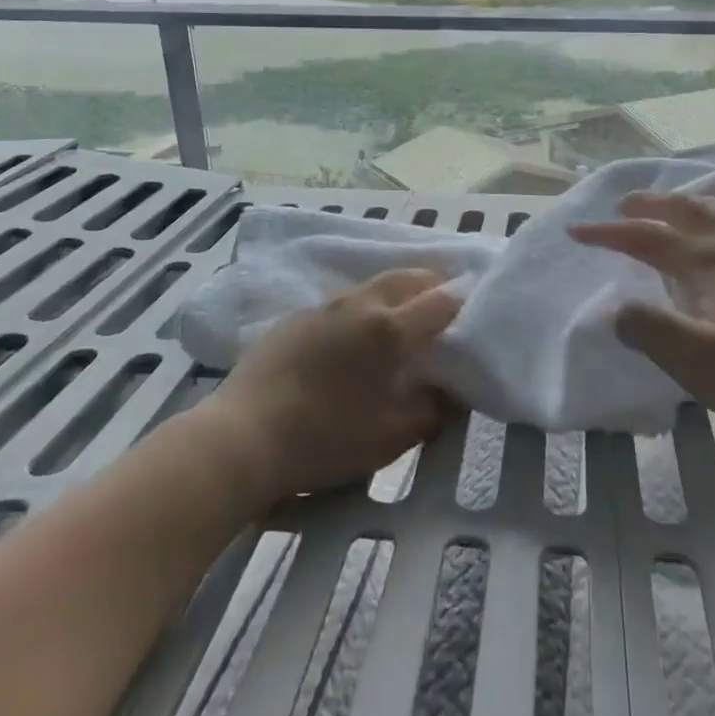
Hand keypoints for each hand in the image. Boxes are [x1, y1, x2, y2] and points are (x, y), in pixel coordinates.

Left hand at [199, 268, 460, 504]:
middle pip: (409, 276)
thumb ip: (432, 409)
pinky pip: (343, 301)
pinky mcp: (297, 315)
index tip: (471, 321)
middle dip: (433, 286)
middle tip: (442, 311)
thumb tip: (452, 391)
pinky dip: (362, 309)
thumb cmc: (325, 439)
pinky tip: (352, 340)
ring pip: (374, 285)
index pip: (442, 300)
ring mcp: (325, 305)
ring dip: (396, 294)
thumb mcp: (392, 436)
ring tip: (401, 323)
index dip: (463, 306)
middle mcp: (361, 303)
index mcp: (390, 329)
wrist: (242, 436)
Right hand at [569, 192, 714, 457]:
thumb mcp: (702, 364)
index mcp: (710, 264)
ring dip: (701, 205)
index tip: (576, 233)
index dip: (609, 233)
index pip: (647, 238)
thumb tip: (617, 308)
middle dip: (652, 206)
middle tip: (626, 204)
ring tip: (688, 204)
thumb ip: (652, 331)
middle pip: (690, 212)